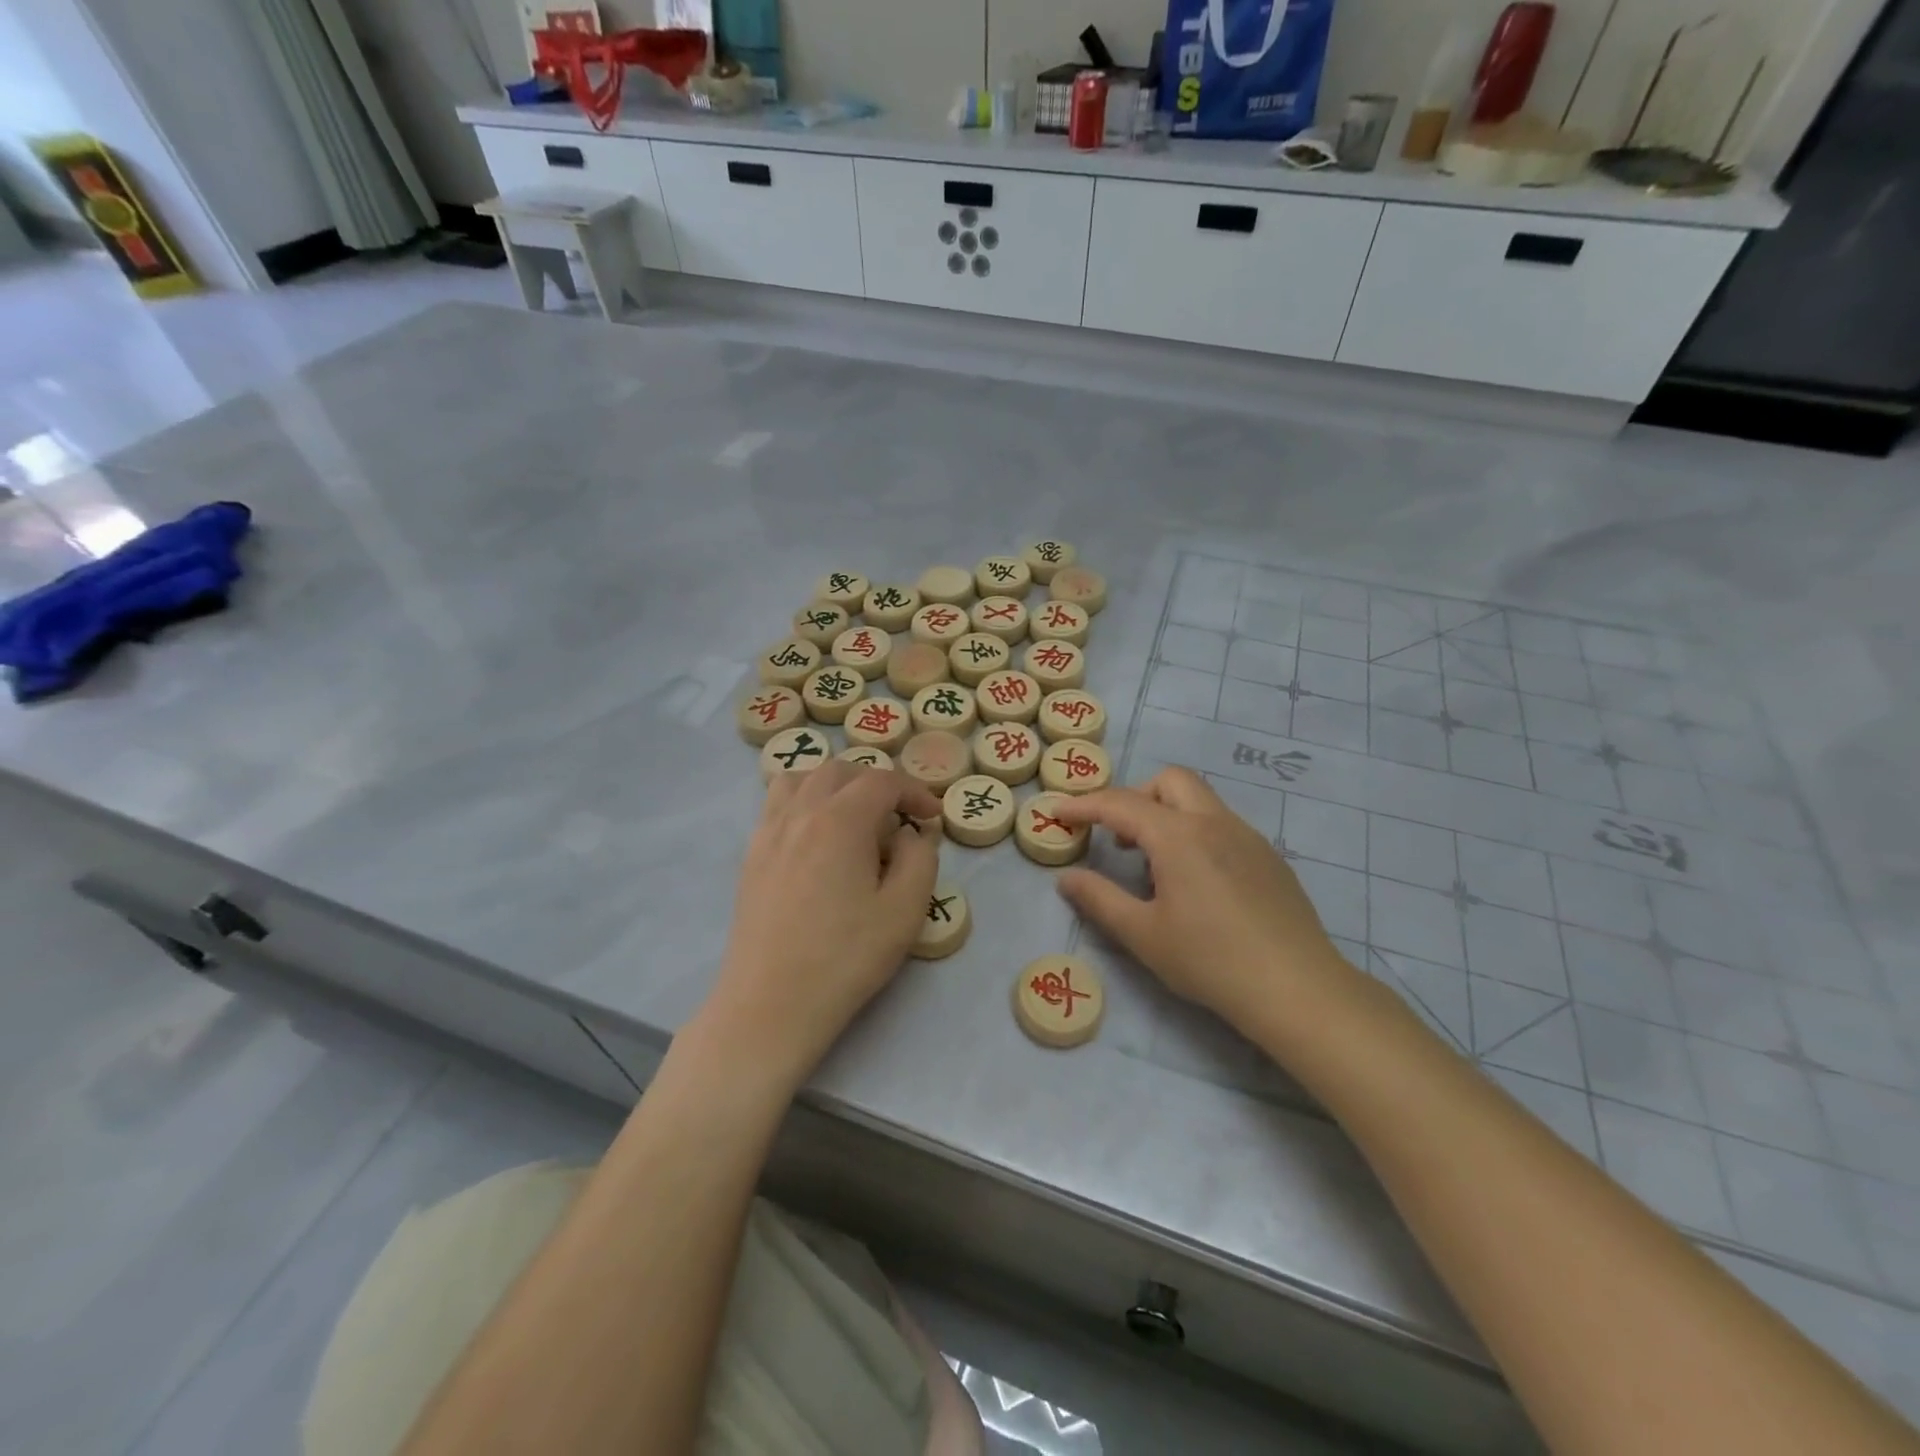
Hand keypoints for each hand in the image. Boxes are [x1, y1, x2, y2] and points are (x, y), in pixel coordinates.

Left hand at [703, 763, 940, 1087]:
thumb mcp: (905, 910)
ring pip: (802, 778)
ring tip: (854, 814)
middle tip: (898, 815)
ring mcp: (768, 832)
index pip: (882, 782)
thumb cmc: (845, 957)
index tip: (932, 817)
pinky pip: (777, 803)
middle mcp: (800, 813)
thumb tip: (910, 834)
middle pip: (840, 770)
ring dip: (835, 784)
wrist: (771, 1003)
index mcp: (840, 820)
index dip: (914, 792)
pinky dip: (804, 800)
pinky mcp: (751, 855)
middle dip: (876, 783)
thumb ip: (919, 858)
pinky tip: (816, 836)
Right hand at [1052, 768, 1354, 1031]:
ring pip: (1200, 800)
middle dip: (1135, 796)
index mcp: (1179, 836)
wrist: (1297, 989)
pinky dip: (1195, 834)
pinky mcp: (1268, 857)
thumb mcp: (1143, 934)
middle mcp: (1214, 823)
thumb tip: (1067, 877)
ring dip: (1167, 814)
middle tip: (1117, 836)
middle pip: (1169, 780)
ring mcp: (1248, 837)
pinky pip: (1222, 825)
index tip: (1058, 812)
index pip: (1120, 804)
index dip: (1084, 805)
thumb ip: (1099, 899)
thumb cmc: (1210, 961)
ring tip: (1154, 865)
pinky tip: (1196, 884)